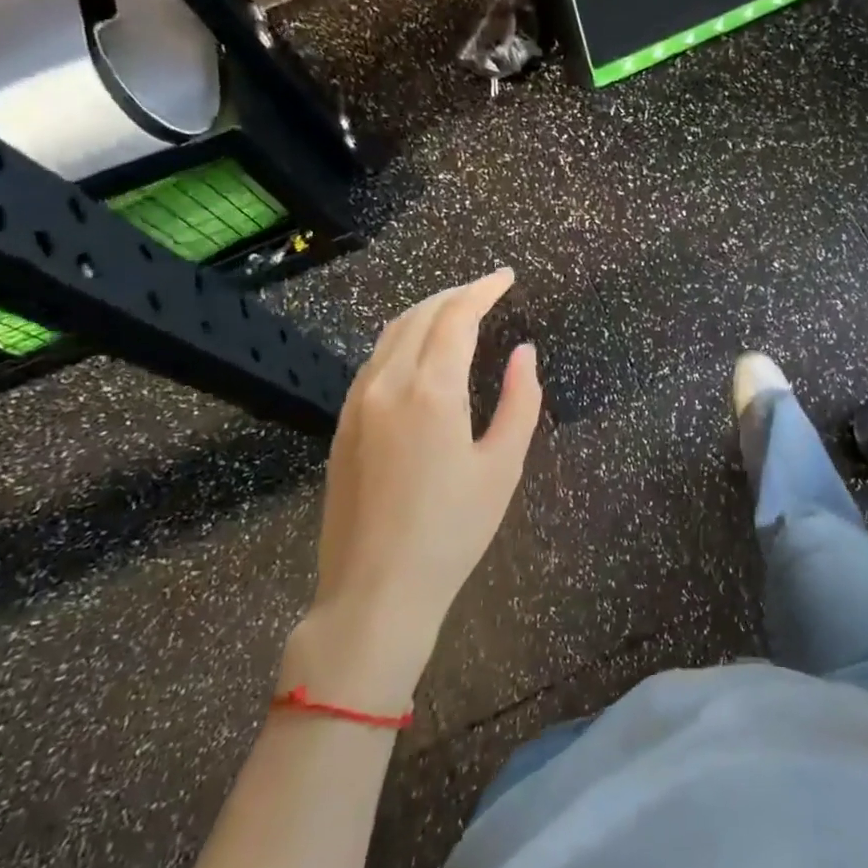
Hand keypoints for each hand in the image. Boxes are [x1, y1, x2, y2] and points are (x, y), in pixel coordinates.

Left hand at [283, 269, 542, 709]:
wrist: (375, 590)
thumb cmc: (452, 531)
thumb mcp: (503, 466)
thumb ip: (520, 401)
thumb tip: (525, 352)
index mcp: (431, 391)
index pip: (456, 317)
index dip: (483, 290)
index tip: (507, 278)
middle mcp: (387, 384)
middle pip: (420, 315)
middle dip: (456, 294)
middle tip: (488, 291)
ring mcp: (357, 403)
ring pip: (391, 334)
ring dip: (427, 312)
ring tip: (458, 312)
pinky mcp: (343, 424)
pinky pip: (375, 360)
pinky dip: (403, 339)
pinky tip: (421, 353)